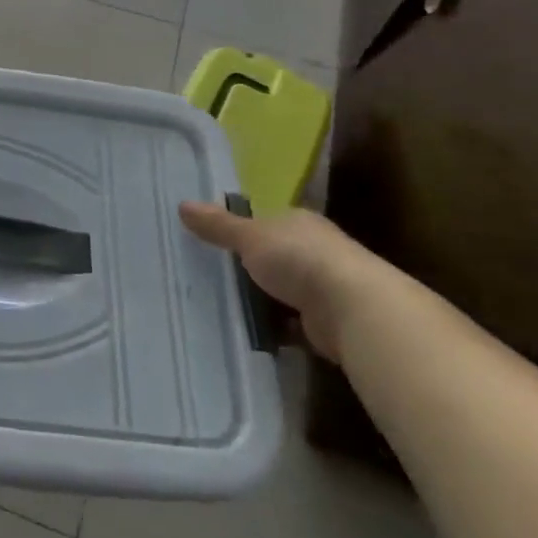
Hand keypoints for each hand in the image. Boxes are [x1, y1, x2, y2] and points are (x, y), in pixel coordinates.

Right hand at [178, 202, 388, 362]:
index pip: (268, 221)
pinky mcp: (327, 323)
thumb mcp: (250, 237)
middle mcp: (316, 250)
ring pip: (283, 291)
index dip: (243, 230)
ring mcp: (325, 287)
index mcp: (300, 223)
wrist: (355, 310)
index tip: (214, 242)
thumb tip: (182, 205)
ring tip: (221, 305)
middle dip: (250, 267)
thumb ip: (218, 225)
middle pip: (275, 256)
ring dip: (262, 299)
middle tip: (210, 275)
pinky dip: (274, 328)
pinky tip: (249, 332)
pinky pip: (291, 323)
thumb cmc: (299, 259)